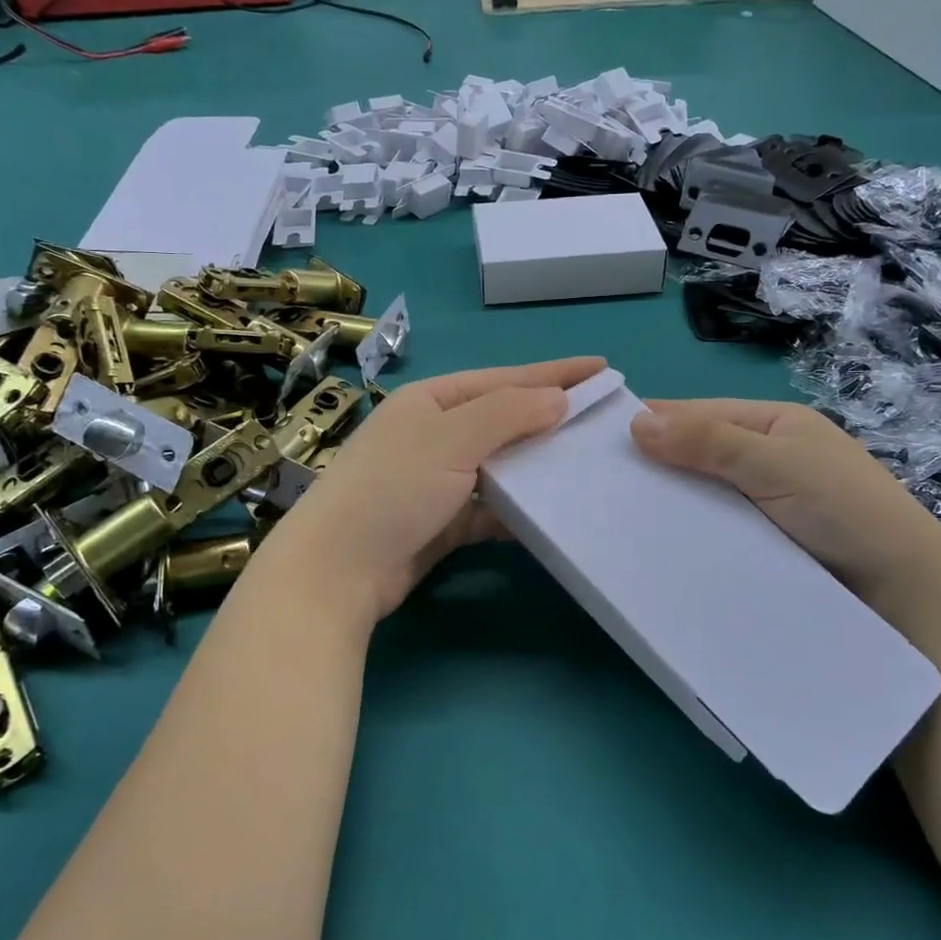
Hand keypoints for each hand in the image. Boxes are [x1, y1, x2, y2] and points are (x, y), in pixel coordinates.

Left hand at [262, 357, 606, 624]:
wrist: (336, 571)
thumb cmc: (392, 489)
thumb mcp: (451, 439)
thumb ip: (507, 414)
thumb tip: (558, 398)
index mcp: (431, 401)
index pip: (504, 378)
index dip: (554, 372)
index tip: (603, 368)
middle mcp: (434, 433)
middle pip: (504, 419)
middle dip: (551, 418)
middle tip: (603, 420)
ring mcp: (436, 479)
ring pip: (499, 465)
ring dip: (537, 465)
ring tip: (588, 465)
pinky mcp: (441, 521)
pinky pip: (490, 507)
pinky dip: (517, 509)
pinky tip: (550, 513)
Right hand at [630, 399, 940, 605]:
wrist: (903, 594)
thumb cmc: (845, 509)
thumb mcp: (776, 463)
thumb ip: (709, 441)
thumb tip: (636, 421)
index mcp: (772, 424)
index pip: (699, 413)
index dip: (653, 421)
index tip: (599, 437)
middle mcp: (764, 458)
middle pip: (696, 453)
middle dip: (655, 464)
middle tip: (597, 482)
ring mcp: (760, 503)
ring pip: (700, 492)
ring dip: (668, 501)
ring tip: (613, 515)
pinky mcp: (759, 542)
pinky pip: (712, 527)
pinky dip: (686, 530)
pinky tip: (653, 542)